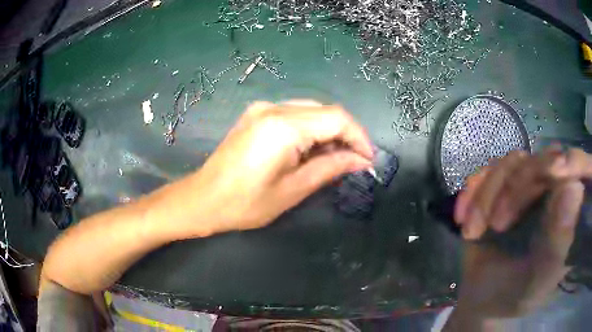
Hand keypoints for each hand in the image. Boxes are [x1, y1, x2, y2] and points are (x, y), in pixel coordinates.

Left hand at [186, 100, 372, 234]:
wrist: (203, 199)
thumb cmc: (245, 203)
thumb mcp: (293, 190)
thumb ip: (330, 168)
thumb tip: (361, 160)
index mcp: (283, 127)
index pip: (337, 118)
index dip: (359, 137)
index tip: (368, 159)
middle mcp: (273, 108)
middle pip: (325, 111)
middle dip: (345, 134)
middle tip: (353, 161)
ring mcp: (262, 108)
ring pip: (311, 111)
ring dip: (328, 132)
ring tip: (333, 159)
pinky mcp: (256, 115)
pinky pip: (294, 114)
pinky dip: (310, 129)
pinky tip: (310, 150)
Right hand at [450, 148, 591, 321]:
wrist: (483, 300)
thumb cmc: (517, 295)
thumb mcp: (541, 277)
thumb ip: (560, 239)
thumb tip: (576, 187)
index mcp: (568, 209)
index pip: (573, 167)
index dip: (565, 162)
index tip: (553, 173)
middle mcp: (551, 190)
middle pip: (537, 160)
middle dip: (513, 189)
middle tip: (495, 226)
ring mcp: (525, 187)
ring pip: (509, 163)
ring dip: (486, 195)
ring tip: (473, 231)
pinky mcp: (501, 190)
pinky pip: (486, 173)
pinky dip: (472, 192)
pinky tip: (463, 217)